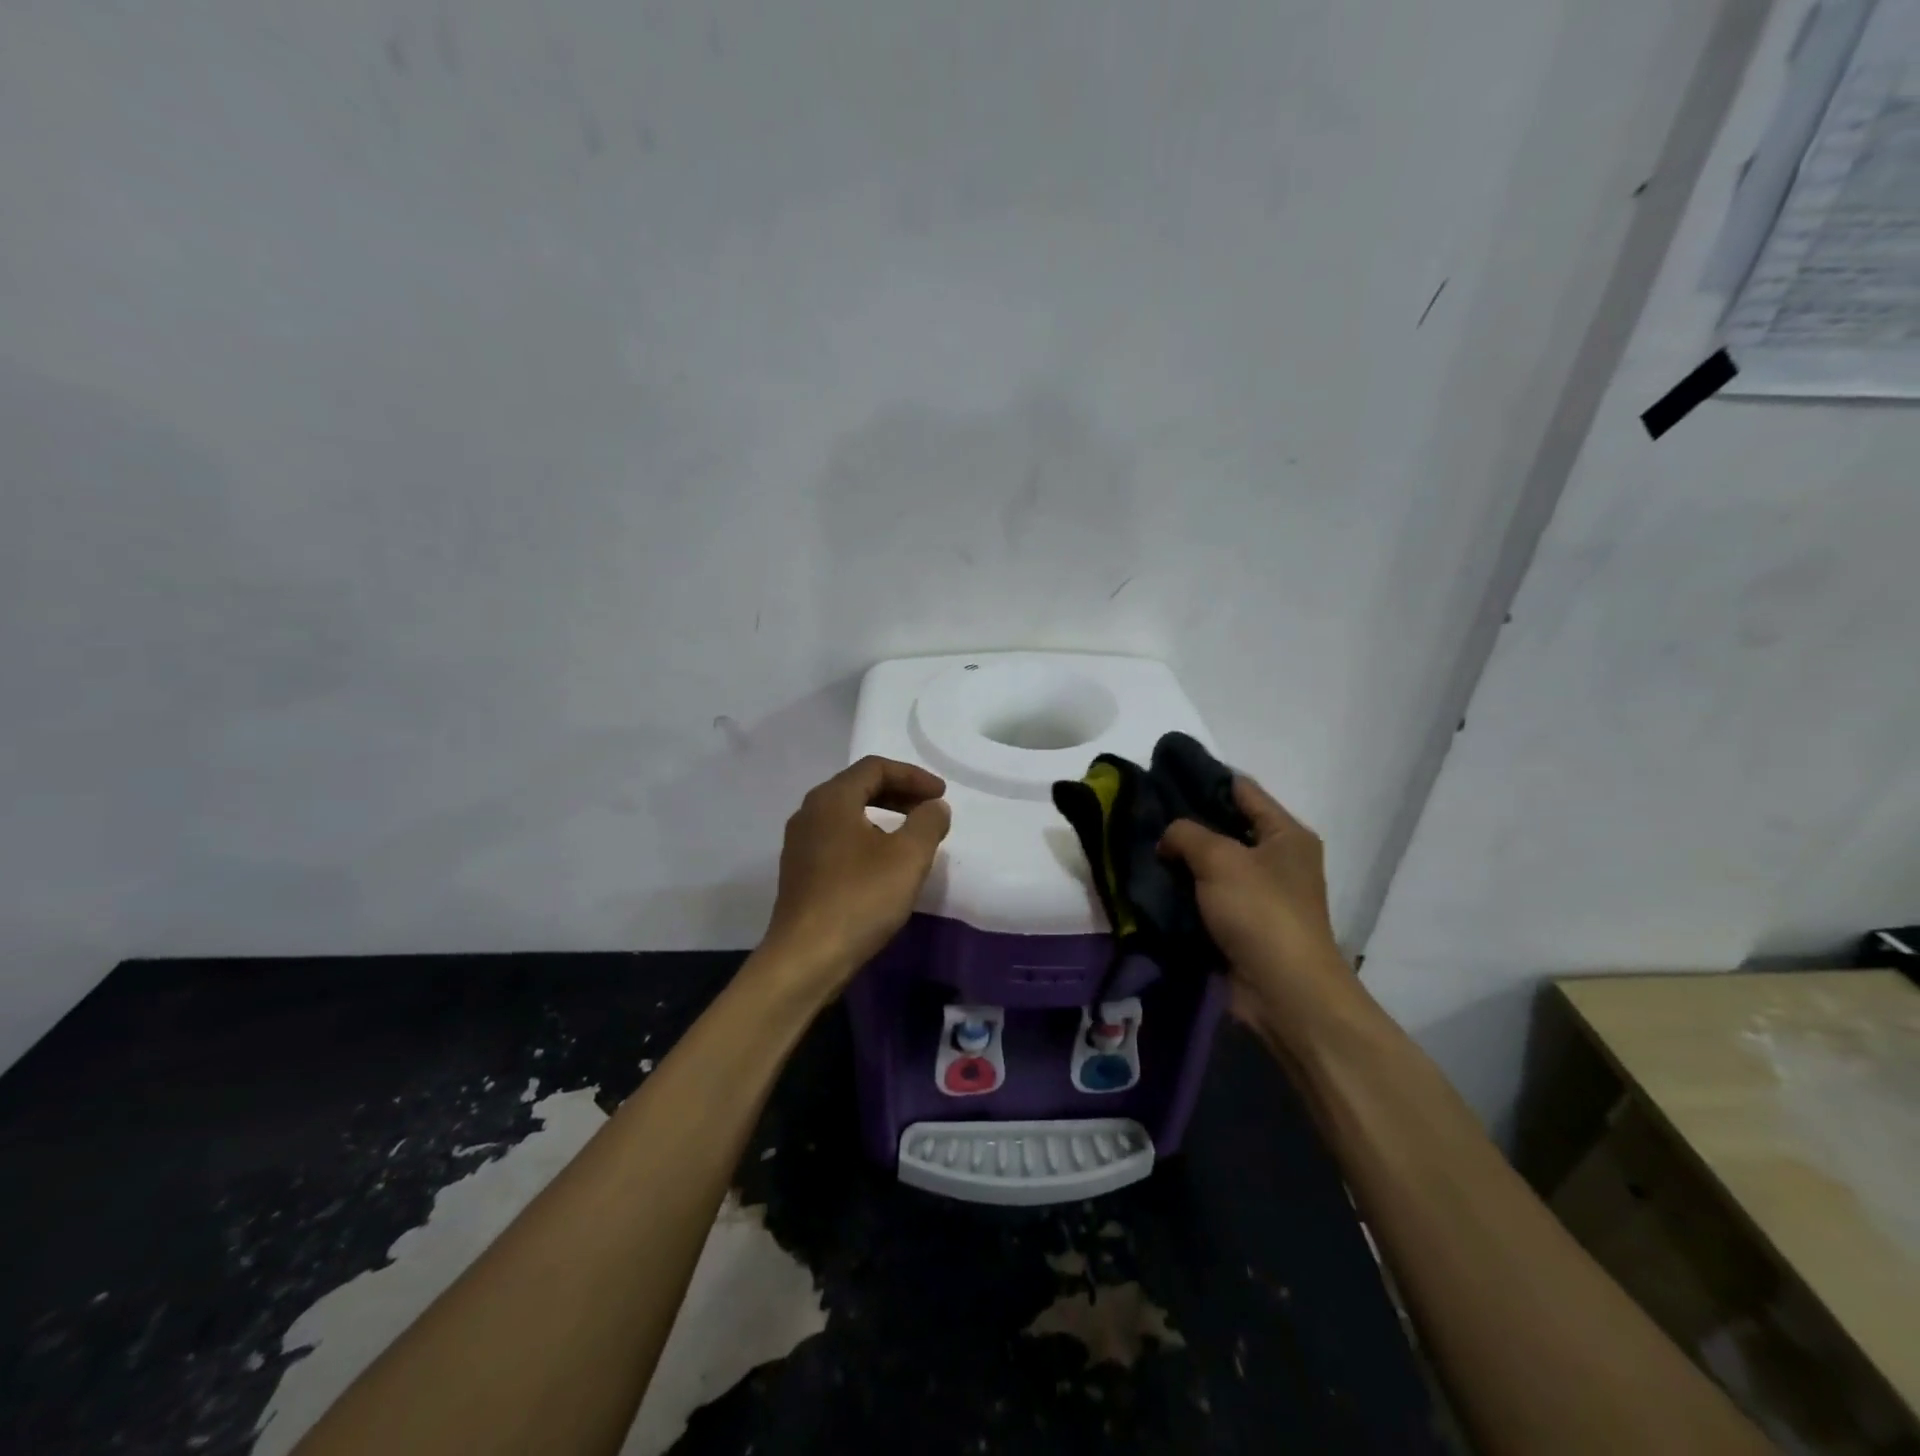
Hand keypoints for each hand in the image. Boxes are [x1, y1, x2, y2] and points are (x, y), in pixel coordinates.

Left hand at [760, 756, 951, 995]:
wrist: (806, 958)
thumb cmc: (860, 899)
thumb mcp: (908, 857)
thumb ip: (928, 823)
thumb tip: (935, 806)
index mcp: (831, 799)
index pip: (875, 767)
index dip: (913, 776)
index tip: (941, 794)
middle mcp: (809, 813)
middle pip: (858, 787)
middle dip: (899, 793)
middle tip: (930, 809)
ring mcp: (800, 844)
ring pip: (847, 814)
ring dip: (883, 816)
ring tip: (911, 836)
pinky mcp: (799, 872)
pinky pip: (838, 839)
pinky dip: (866, 837)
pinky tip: (883, 864)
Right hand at [1158, 776, 1360, 1043]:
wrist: (1284, 992)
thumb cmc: (1260, 912)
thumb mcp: (1220, 858)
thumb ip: (1186, 834)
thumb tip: (1168, 838)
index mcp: (1285, 834)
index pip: (1241, 790)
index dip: (1203, 776)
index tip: (1161, 770)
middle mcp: (1277, 859)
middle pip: (1225, 826)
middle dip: (1186, 820)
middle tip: (1141, 810)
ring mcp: (1260, 894)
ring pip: (1212, 864)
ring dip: (1181, 859)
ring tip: (1138, 843)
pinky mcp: (1242, 925)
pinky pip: (1207, 896)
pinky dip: (1183, 890)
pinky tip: (1151, 881)